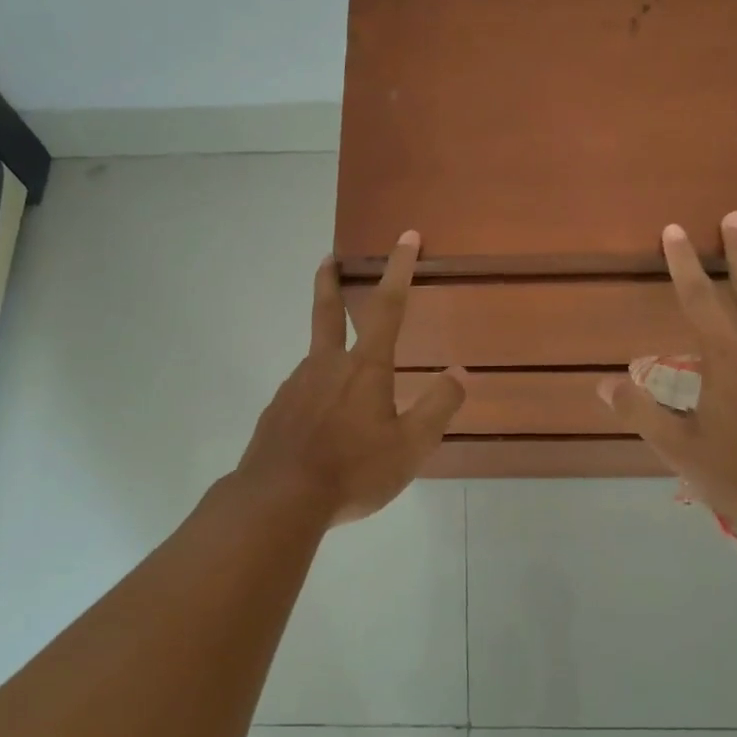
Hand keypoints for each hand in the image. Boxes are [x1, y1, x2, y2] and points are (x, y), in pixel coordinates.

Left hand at [236, 231, 466, 525]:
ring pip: (316, 358)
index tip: (406, 237)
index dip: (399, 269)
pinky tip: (320, 422)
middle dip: (331, 282)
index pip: (388, 306)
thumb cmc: (352, 470)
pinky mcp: (277, 411)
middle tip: (328, 259)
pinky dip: (316, 392)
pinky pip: (303, 392)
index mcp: (365, 367)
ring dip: (329, 350)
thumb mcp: (410, 446)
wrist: (278, 499)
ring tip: (345, 380)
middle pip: (329, 312)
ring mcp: (295, 386)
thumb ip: (438, 407)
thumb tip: (460, 373)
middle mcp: (326, 365)